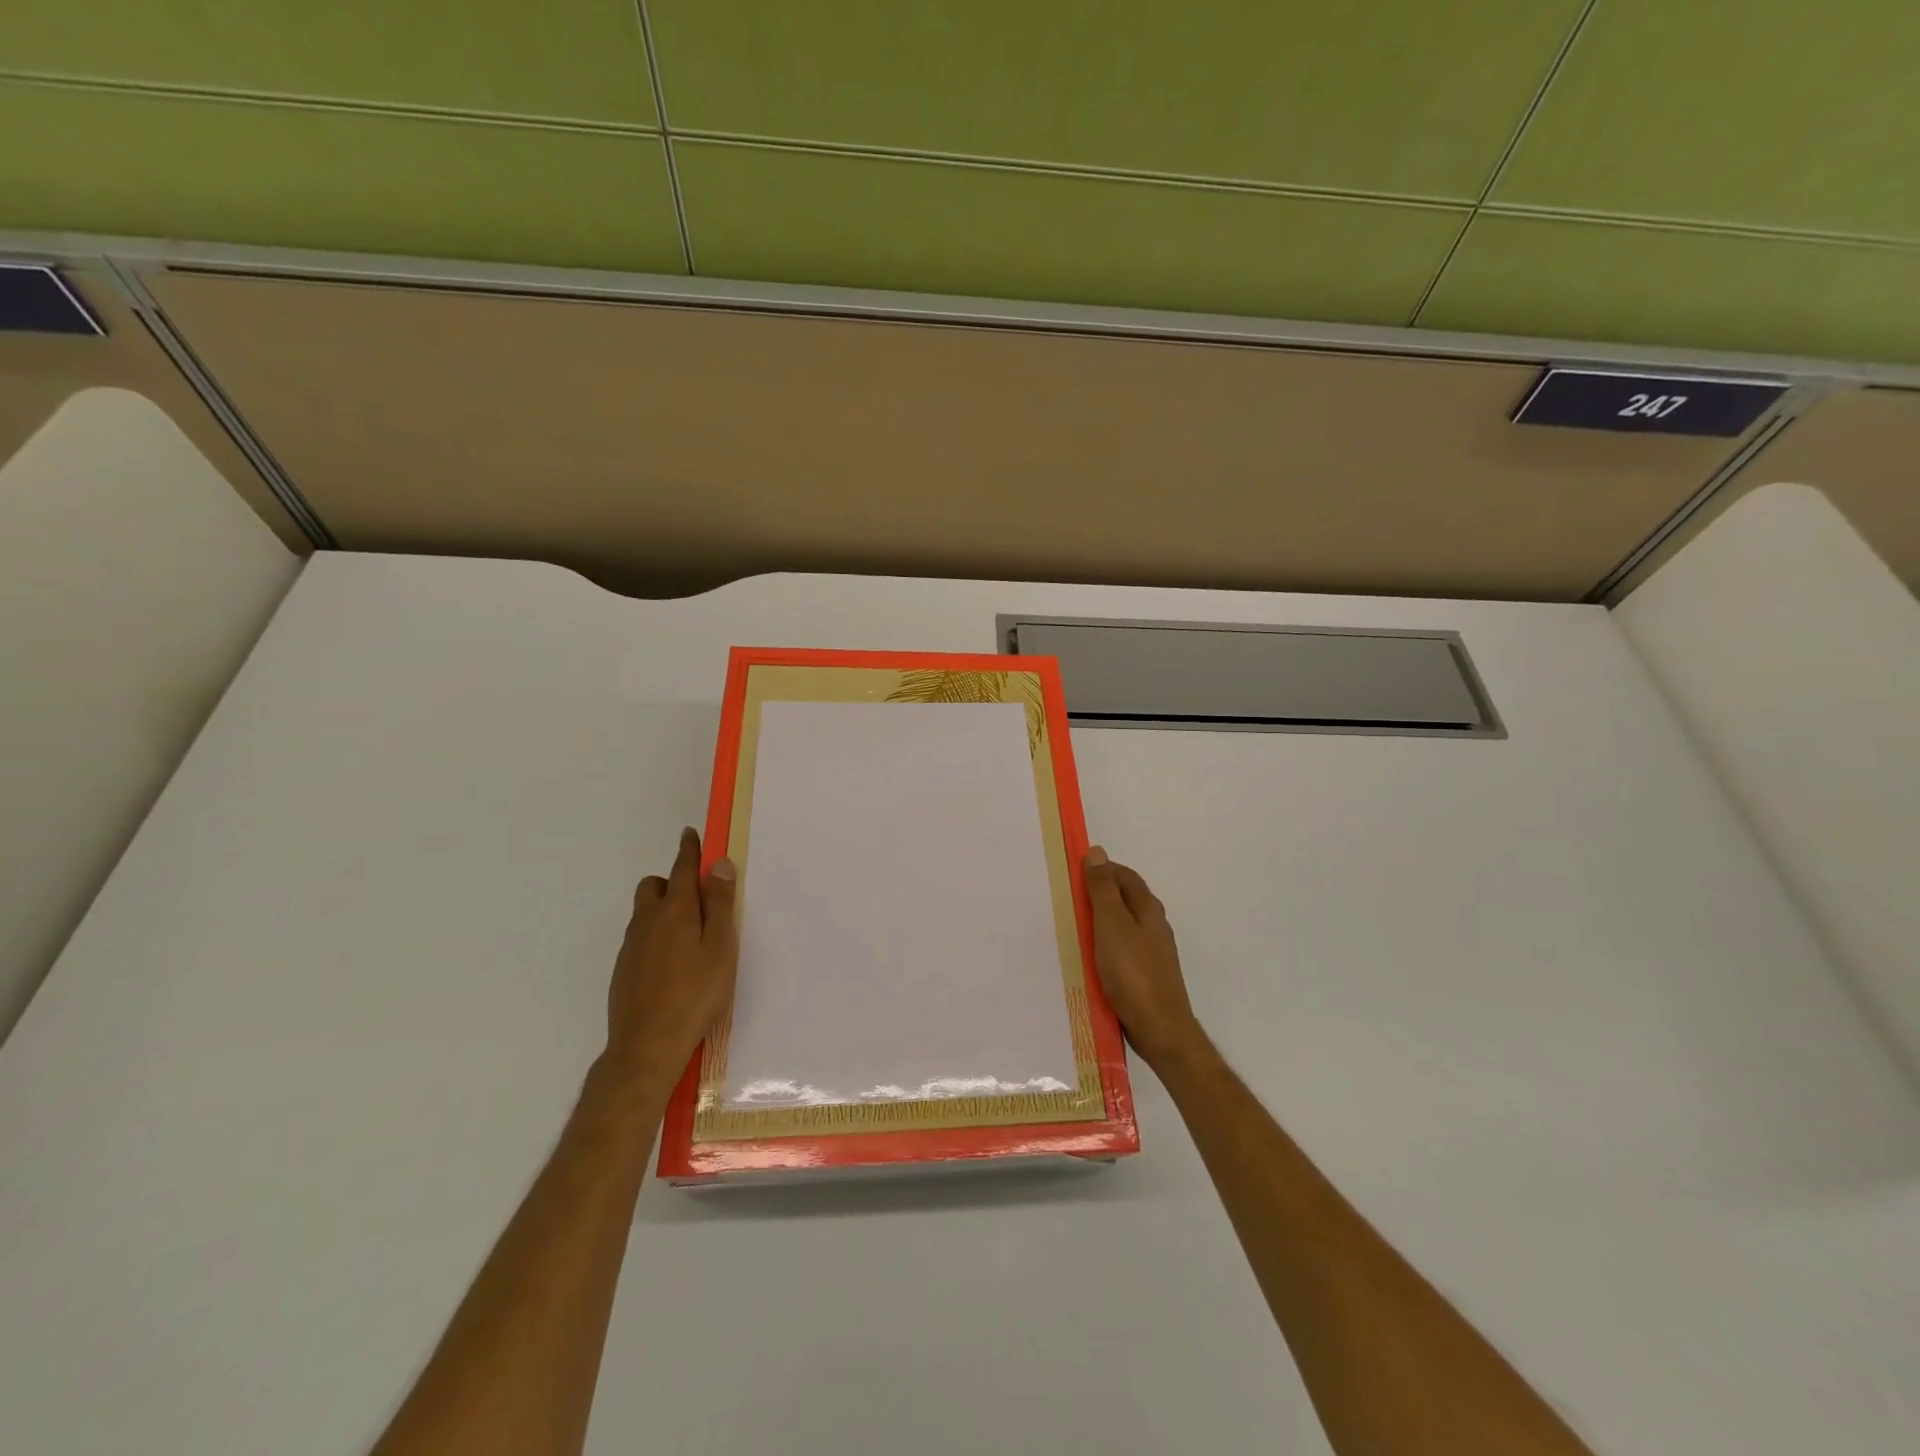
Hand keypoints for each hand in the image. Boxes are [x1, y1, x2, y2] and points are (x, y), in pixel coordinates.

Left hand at [603, 828, 738, 1092]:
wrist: (646, 1046)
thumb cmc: (695, 994)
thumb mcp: (721, 947)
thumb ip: (720, 904)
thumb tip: (718, 863)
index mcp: (675, 911)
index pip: (681, 869)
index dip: (688, 850)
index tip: (690, 833)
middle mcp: (647, 921)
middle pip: (653, 885)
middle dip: (672, 881)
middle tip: (698, 899)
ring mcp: (631, 947)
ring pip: (644, 913)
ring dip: (663, 909)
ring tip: (689, 935)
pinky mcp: (623, 970)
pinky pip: (640, 938)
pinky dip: (655, 935)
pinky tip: (672, 964)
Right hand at [1084, 846, 1206, 1072]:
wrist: (1159, 1029)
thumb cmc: (1133, 973)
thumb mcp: (1111, 925)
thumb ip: (1103, 890)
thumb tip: (1097, 852)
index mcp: (1148, 909)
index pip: (1125, 875)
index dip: (1102, 868)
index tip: (1074, 871)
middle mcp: (1154, 925)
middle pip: (1125, 898)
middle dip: (1099, 893)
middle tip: (1068, 897)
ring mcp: (1152, 952)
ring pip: (1123, 925)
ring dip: (1100, 920)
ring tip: (1073, 926)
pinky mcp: (1145, 974)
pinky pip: (1122, 949)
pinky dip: (1104, 944)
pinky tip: (1090, 957)